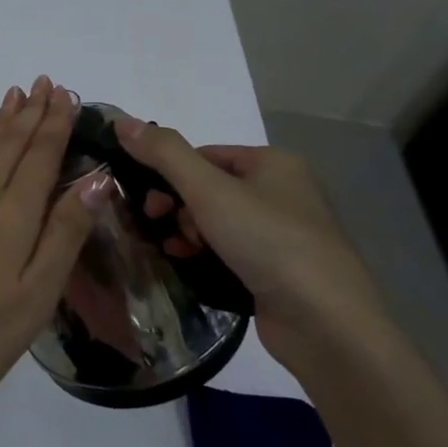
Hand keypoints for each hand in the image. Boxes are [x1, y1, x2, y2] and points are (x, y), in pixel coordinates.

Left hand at [0, 78, 113, 413]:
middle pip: (12, 144)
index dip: (56, 124)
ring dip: (4, 120)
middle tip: (46, 82)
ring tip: (16, 94)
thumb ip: (65, 234)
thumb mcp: (36, 295)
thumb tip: (96, 180)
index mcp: (14, 214)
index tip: (67, 94)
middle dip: (32, 113)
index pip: (40, 156)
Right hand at [113, 119, 390, 368]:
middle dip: (177, 207)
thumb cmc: (268, 242)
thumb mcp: (209, 190)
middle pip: (207, 188)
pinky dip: (206, 257)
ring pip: (215, 222)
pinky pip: (229, 253)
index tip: (148, 201)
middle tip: (159, 225)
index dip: (169, 174)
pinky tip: (191, 268)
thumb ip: (164, 153)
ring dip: (187, 233)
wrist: (326, 325)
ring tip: (176, 251)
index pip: (203, 155)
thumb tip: (121, 121)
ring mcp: (282, 235)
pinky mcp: (278, 272)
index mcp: (272, 163)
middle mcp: (281, 192)